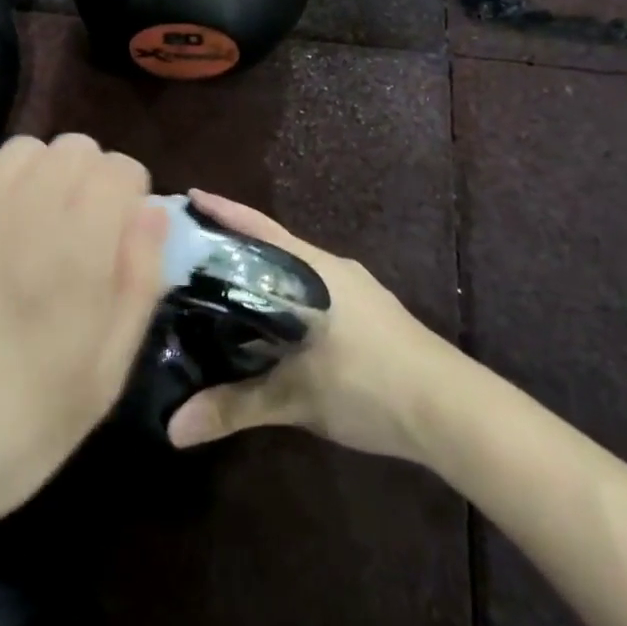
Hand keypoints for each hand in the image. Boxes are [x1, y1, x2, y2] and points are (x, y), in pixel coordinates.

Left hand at [0, 135, 168, 545]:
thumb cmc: (5, 435)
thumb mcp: (100, 382)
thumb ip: (137, 287)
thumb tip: (153, 213)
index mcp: (73, 249)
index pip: (121, 169)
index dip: (132, 201)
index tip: (121, 245)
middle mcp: (20, 208)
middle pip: (76, 148)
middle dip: (94, 183)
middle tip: (82, 243)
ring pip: (25, 148)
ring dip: (45, 176)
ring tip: (35, 232)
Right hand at [167, 190, 450, 460]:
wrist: (453, 412)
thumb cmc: (370, 385)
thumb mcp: (296, 398)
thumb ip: (234, 408)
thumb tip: (173, 428)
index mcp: (314, 271)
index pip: (259, 229)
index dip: (223, 212)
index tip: (189, 197)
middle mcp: (333, 270)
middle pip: (274, 245)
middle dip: (235, 244)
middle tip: (191, 247)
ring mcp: (356, 291)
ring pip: (295, 271)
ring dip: (262, 272)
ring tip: (222, 283)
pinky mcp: (370, 315)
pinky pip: (314, 291)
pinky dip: (285, 295)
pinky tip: (271, 320)